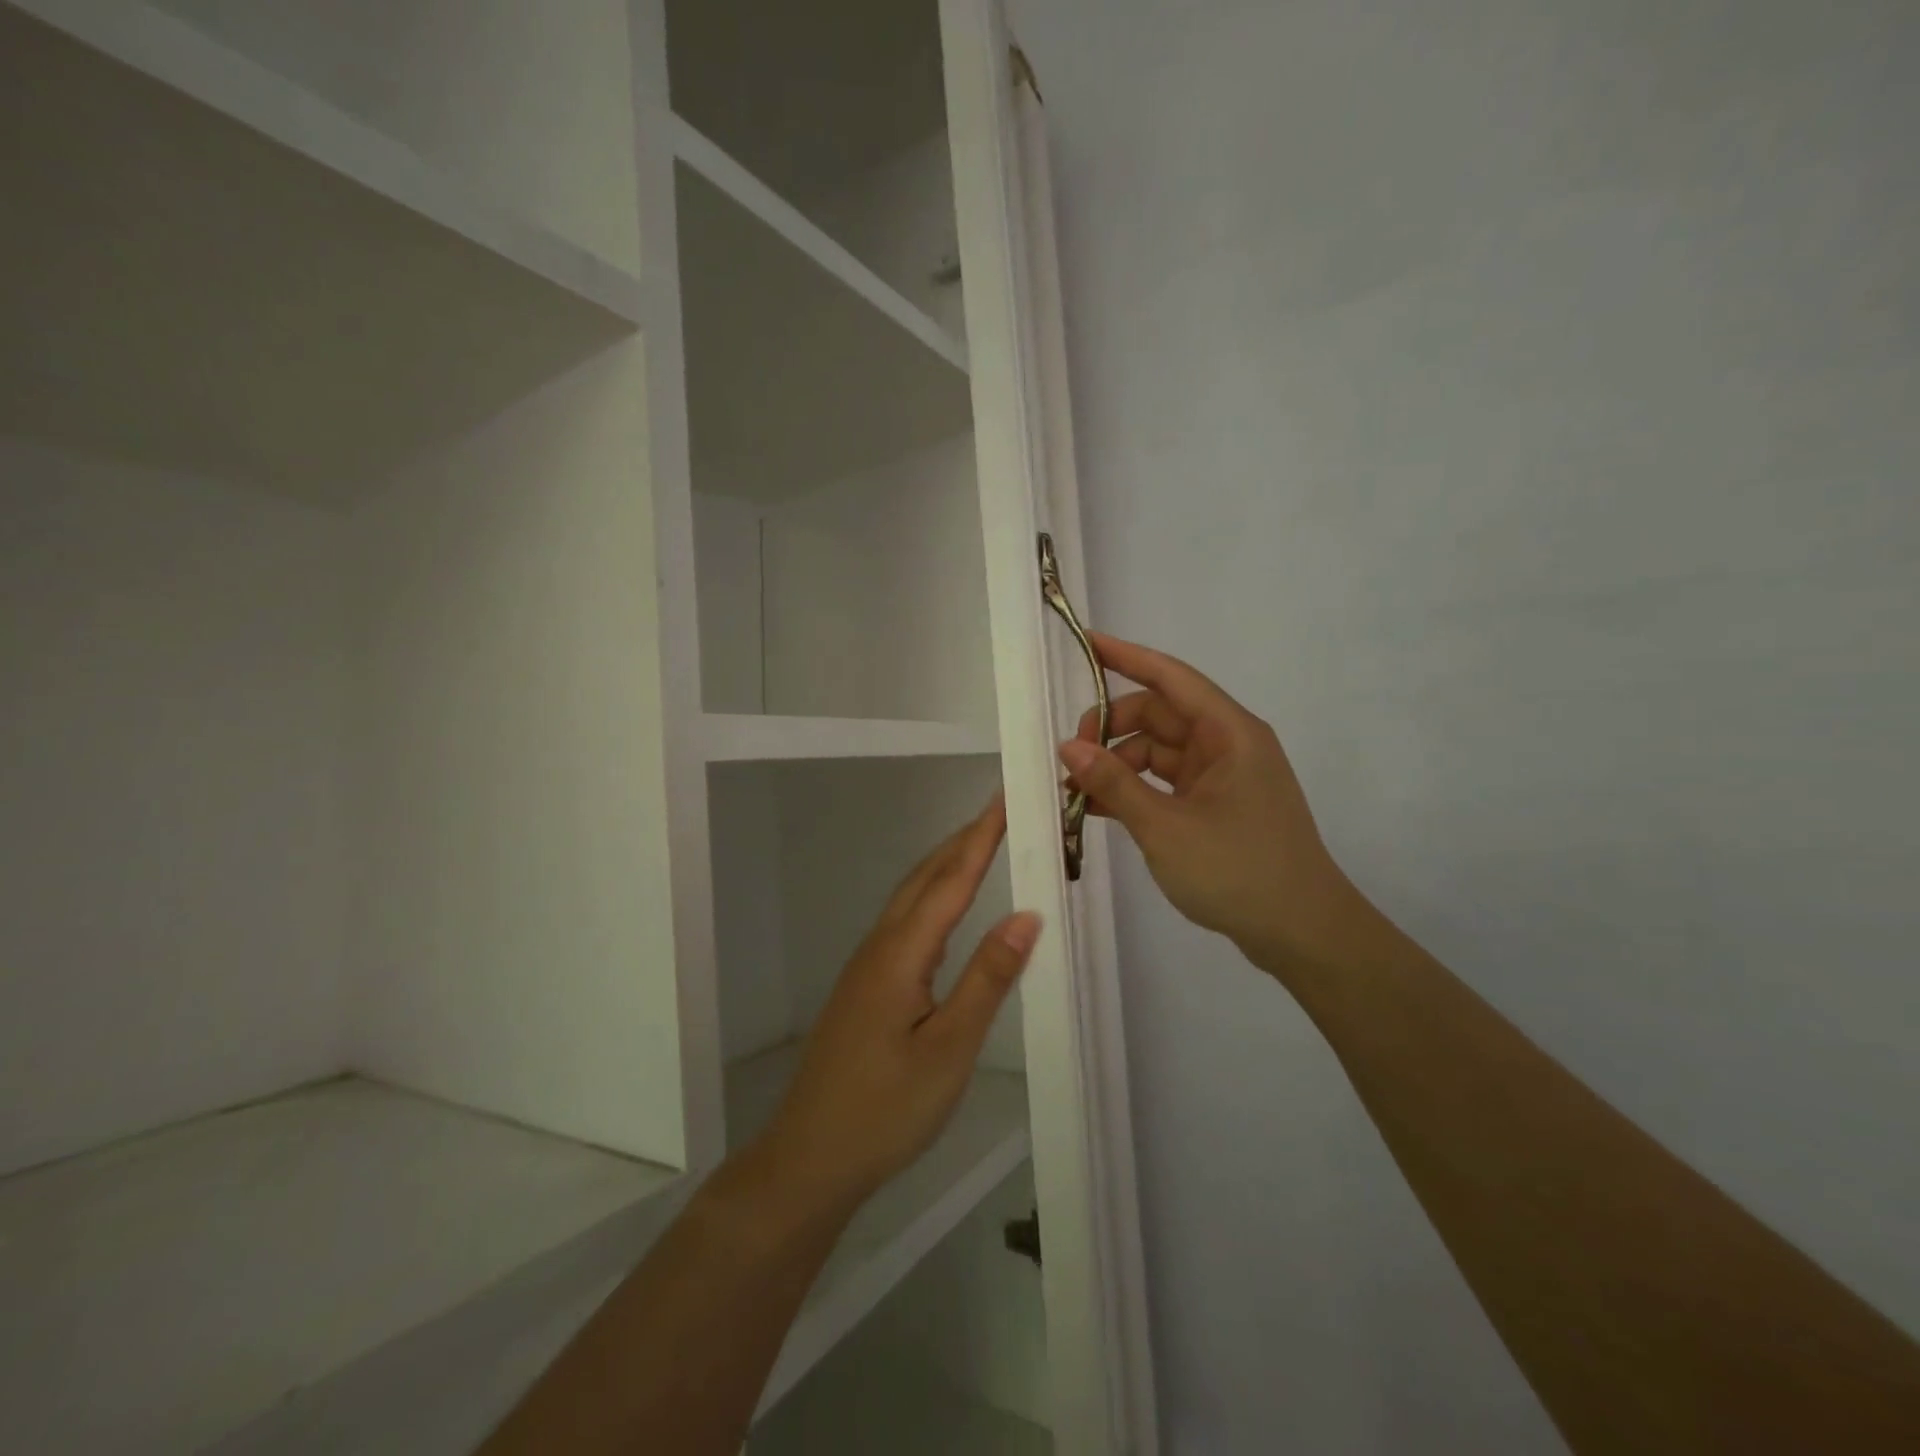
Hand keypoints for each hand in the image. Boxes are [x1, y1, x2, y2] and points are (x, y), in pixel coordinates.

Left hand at [762, 796, 1040, 1209]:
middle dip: (964, 839)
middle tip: (1002, 810)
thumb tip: (1027, 916)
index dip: (981, 838)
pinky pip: (905, 920)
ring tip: (981, 843)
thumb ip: (987, 979)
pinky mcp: (865, 984)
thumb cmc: (886, 1109)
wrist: (810, 1157)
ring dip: (947, 863)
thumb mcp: (949, 1049)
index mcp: (902, 953)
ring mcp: (867, 964)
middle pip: (926, 877)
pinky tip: (946, 907)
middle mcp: (881, 945)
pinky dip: (933, 894)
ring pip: (911, 896)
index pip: (951, 880)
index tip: (1006, 799)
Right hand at [1060, 633, 1372, 978]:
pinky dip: (1134, 790)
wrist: (1302, 933)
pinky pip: (1166, 783)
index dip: (1126, 656)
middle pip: (1158, 715)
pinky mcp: (1217, 806)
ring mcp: (1223, 777)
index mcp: (1228, 733)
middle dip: (1110, 730)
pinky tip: (1098, 809)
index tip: (1086, 642)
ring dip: (1117, 766)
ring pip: (1158, 751)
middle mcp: (1227, 745)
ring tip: (1075, 793)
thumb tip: (1067, 747)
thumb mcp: (1165, 827)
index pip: (1170, 677)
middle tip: (1070, 759)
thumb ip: (1114, 784)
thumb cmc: (1238, 871)